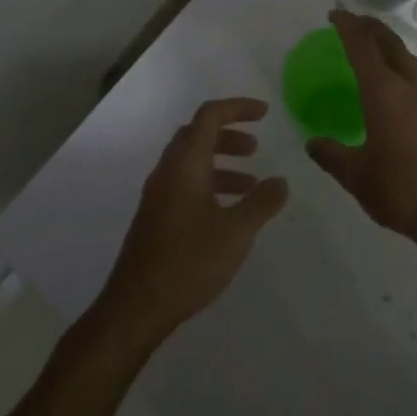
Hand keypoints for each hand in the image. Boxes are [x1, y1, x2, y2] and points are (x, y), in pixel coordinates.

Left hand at [97, 98, 288, 349]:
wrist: (135, 307)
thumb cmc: (188, 262)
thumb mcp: (236, 232)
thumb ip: (261, 202)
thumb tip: (281, 181)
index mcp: (185, 164)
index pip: (210, 116)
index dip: (238, 108)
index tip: (265, 113)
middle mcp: (168, 171)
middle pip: (198, 134)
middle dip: (229, 134)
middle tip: (256, 147)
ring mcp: (158, 194)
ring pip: (192, 161)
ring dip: (221, 162)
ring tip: (251, 182)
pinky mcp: (155, 217)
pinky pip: (185, 183)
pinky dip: (210, 183)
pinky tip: (228, 212)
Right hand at [306, 10, 416, 246]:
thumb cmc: (402, 191)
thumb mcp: (357, 177)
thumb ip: (332, 156)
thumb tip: (312, 143)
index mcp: (384, 93)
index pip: (362, 47)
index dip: (348, 26)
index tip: (336, 14)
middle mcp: (412, 87)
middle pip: (391, 44)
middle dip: (372, 28)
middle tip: (357, 22)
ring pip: (412, 60)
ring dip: (394, 48)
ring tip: (381, 49)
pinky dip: (409, 71)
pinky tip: (406, 90)